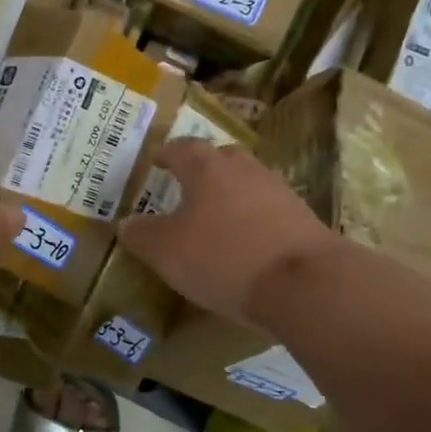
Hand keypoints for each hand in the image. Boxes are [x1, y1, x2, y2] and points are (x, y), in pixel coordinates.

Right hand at [118, 139, 340, 325]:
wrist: (305, 283)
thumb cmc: (224, 257)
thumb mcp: (167, 252)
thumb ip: (142, 235)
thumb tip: (125, 223)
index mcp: (206, 168)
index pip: (180, 148)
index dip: (165, 154)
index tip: (155, 160)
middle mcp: (243, 169)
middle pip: (219, 157)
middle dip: (201, 167)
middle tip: (185, 183)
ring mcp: (277, 190)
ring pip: (246, 182)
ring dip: (229, 192)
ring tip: (214, 215)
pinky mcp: (301, 217)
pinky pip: (266, 208)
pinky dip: (251, 217)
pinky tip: (244, 240)